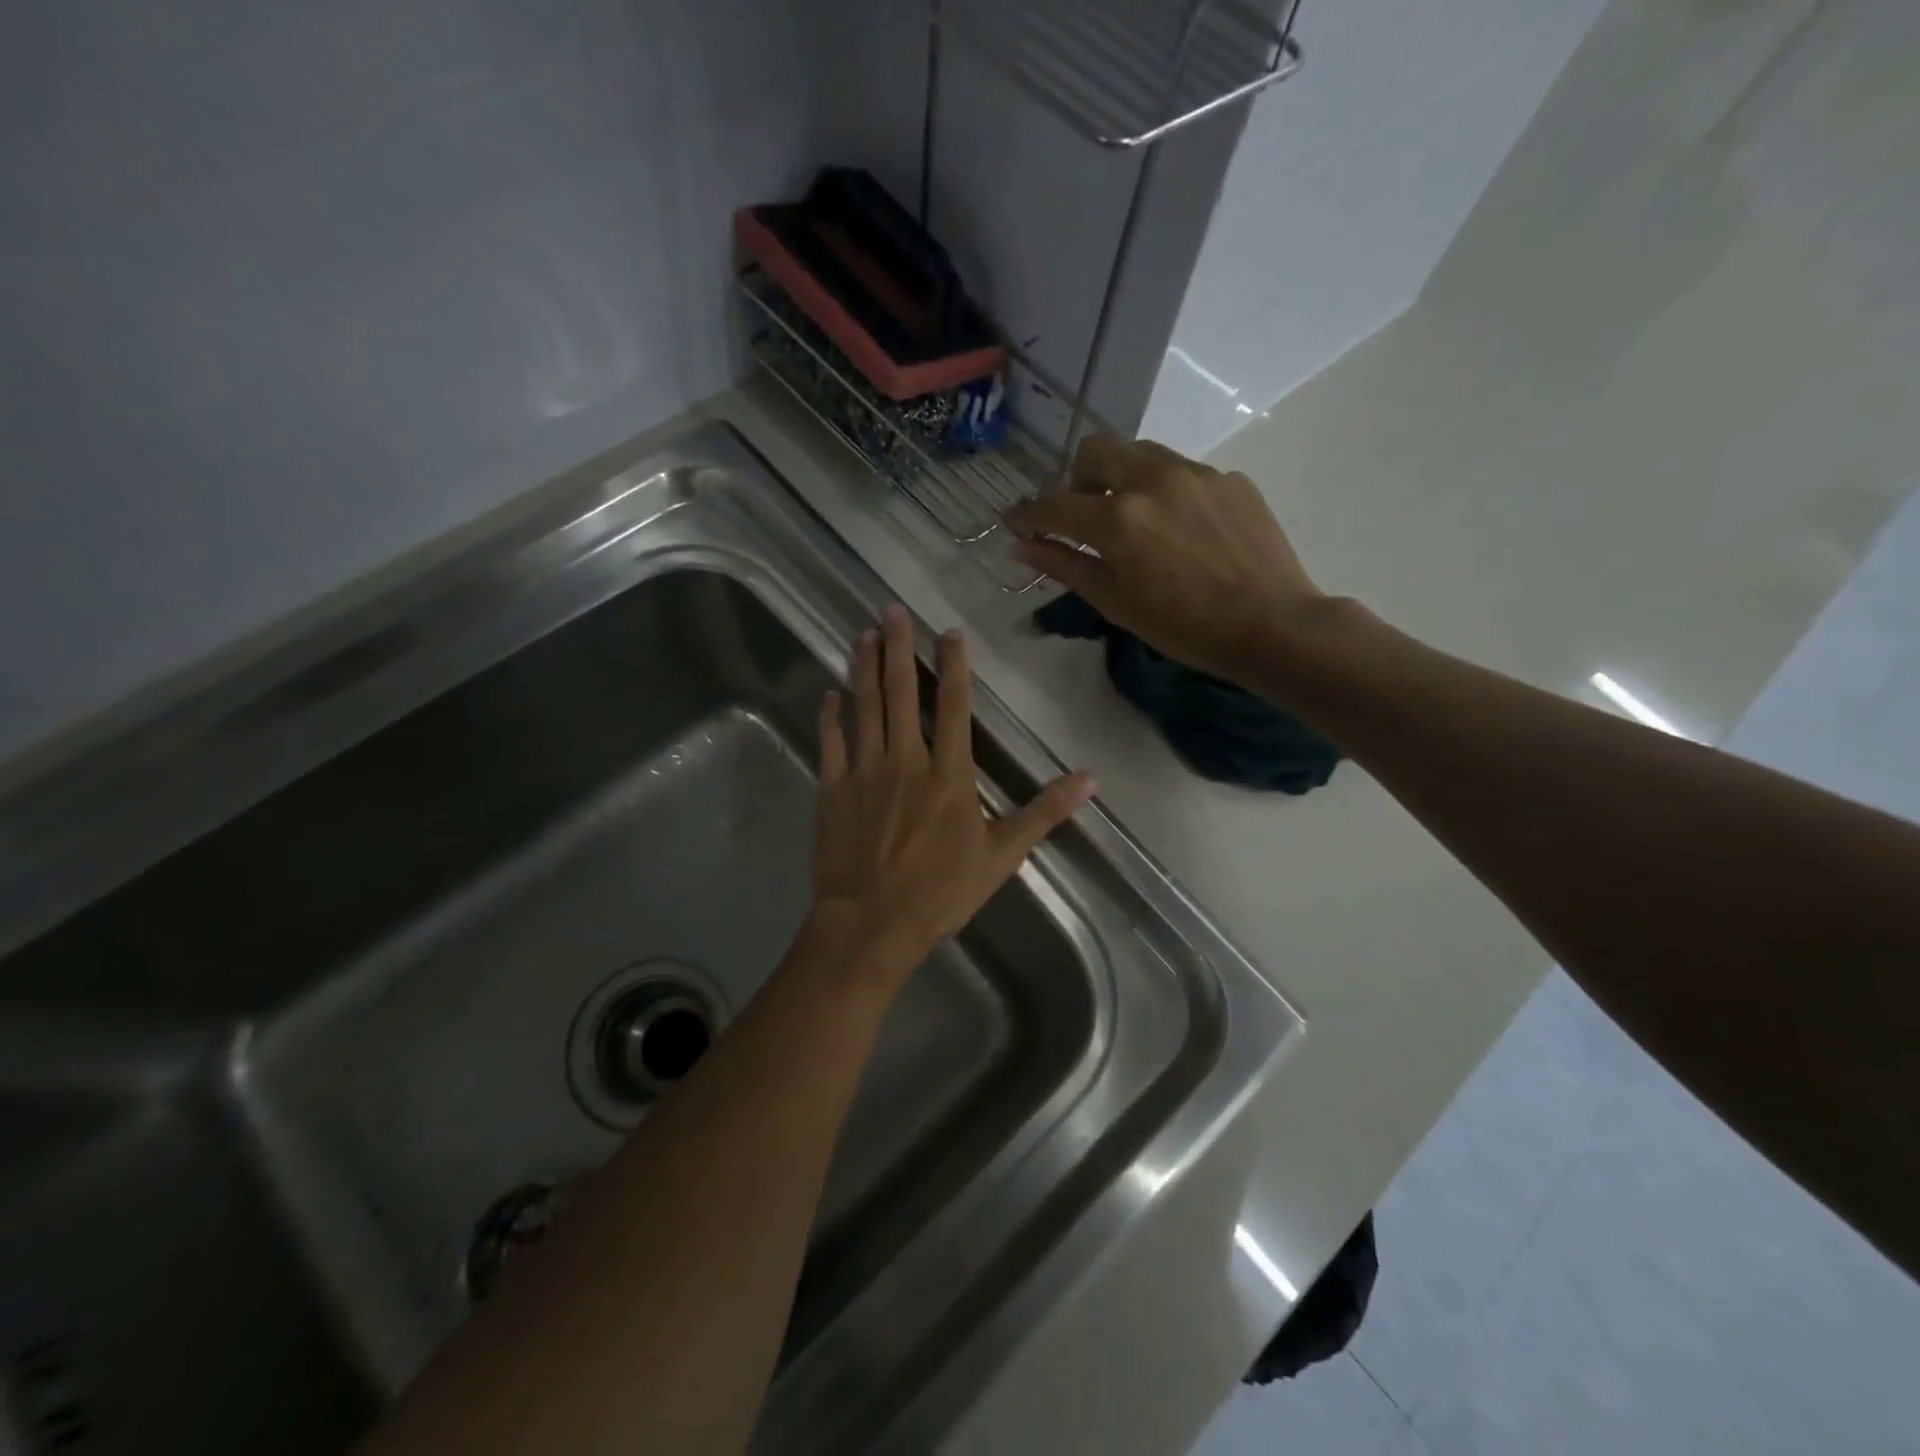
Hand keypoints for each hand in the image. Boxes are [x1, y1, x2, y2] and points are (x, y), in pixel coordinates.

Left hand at [809, 606, 1095, 985]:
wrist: (873, 923)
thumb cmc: (941, 892)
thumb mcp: (1002, 855)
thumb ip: (1044, 812)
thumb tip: (1090, 779)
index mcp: (950, 774)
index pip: (954, 707)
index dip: (954, 666)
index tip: (949, 632)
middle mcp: (906, 760)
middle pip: (902, 693)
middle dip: (898, 648)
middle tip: (891, 609)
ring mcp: (865, 772)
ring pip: (865, 708)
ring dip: (864, 668)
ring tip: (863, 633)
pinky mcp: (833, 789)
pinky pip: (831, 743)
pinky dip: (830, 717)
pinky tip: (830, 693)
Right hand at [1005, 436, 1326, 685]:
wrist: (1272, 625)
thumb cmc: (1185, 627)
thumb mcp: (1116, 603)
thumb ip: (1066, 566)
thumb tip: (1021, 546)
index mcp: (1118, 518)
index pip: (1054, 504)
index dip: (1027, 513)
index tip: (1016, 523)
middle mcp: (1152, 480)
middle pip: (1095, 450)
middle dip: (1077, 479)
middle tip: (1084, 516)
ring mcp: (1196, 473)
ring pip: (1140, 453)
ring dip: (1122, 478)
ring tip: (1135, 520)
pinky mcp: (1229, 479)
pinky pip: (1182, 471)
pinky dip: (1165, 492)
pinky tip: (1182, 531)